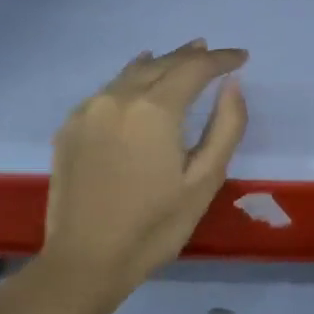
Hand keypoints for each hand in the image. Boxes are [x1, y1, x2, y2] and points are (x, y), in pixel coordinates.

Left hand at [37, 40, 247, 297]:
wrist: (86, 260)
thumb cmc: (155, 225)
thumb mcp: (205, 180)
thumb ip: (226, 127)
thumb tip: (232, 85)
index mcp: (155, 110)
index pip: (194, 68)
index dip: (221, 60)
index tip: (242, 57)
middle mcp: (118, 98)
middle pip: (161, 64)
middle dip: (191, 56)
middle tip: (214, 53)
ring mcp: (89, 110)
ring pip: (132, 73)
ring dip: (161, 63)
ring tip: (181, 57)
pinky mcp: (70, 127)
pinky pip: (108, 90)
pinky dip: (131, 80)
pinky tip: (138, 82)